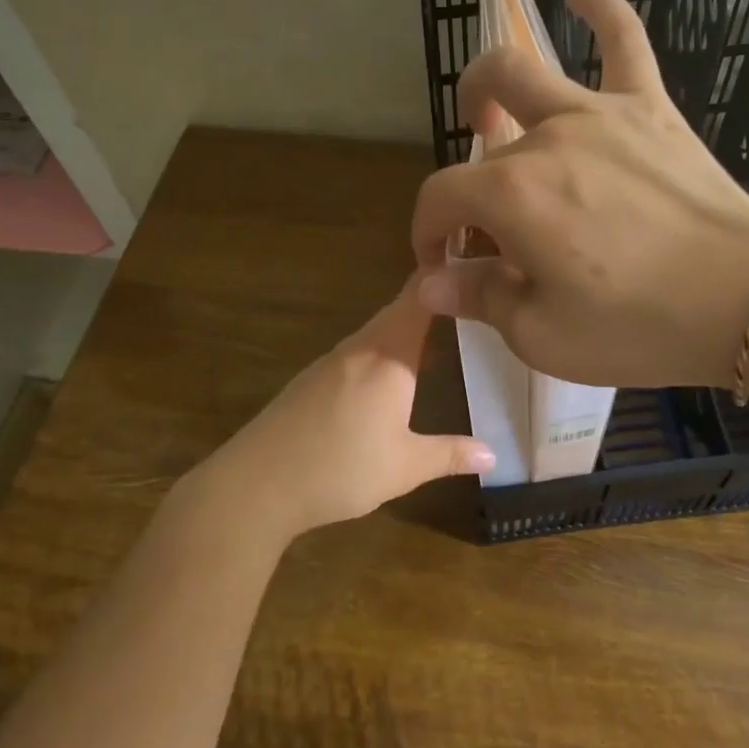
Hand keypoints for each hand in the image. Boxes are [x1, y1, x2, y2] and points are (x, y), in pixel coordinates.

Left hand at [192, 281, 493, 542]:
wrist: (256, 485)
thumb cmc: (341, 469)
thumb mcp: (406, 467)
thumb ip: (450, 455)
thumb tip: (492, 453)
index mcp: (388, 357)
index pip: (419, 299)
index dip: (442, 276)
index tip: (469, 263)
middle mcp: (359, 348)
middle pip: (399, 312)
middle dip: (430, 306)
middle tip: (465, 305)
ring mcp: (330, 362)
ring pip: (376, 334)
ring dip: (405, 332)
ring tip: (437, 342)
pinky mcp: (311, 381)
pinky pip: (357, 354)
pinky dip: (382, 354)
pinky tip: (389, 381)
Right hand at [412, 0, 748, 389]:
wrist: (746, 301)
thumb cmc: (639, 328)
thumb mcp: (543, 336)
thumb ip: (479, 299)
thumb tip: (429, 283)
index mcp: (512, 194)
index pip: (440, 198)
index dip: (428, 232)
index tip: (441, 266)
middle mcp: (546, 137)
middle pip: (481, 145)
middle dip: (464, 183)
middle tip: (479, 220)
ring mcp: (600, 112)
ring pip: (525, 71)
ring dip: (488, 85)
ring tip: (484, 108)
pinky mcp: (651, 107)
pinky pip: (625, 39)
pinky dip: (600, 8)